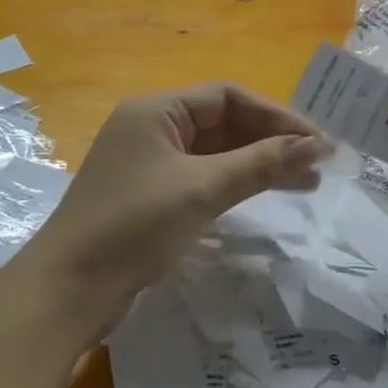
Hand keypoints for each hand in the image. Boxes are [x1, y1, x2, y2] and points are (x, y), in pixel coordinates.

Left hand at [26, 83, 328, 320]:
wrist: (69, 291)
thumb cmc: (134, 226)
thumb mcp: (202, 189)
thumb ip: (261, 163)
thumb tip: (317, 145)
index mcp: (156, 111)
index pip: (228, 97)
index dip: (276, 116)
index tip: (317, 141)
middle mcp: (153, 129)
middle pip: (224, 124)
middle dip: (272, 141)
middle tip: (319, 164)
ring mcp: (150, 165)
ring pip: (216, 154)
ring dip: (259, 165)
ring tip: (307, 183)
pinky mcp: (152, 198)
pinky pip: (203, 179)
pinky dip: (235, 184)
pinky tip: (265, 195)